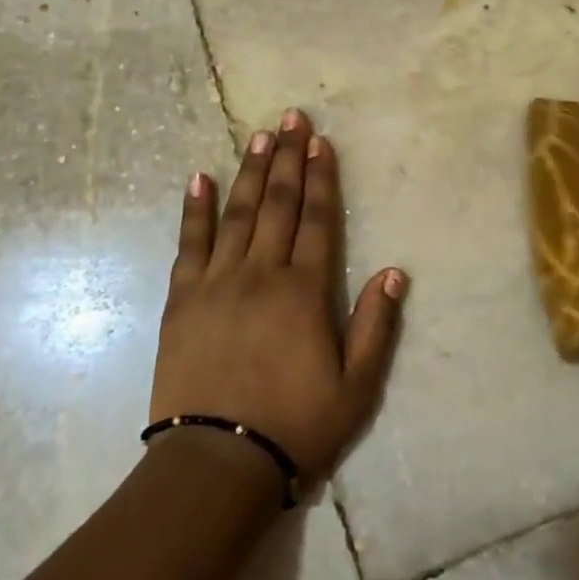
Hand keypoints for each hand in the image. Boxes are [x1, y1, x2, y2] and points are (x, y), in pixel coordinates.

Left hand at [150, 108, 406, 485]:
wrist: (217, 462)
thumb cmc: (295, 426)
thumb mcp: (356, 387)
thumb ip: (375, 325)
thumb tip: (395, 271)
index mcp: (304, 292)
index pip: (316, 219)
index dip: (321, 177)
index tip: (321, 142)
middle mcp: (261, 273)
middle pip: (277, 204)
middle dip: (287, 157)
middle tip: (291, 117)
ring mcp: (217, 282)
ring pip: (237, 213)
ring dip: (249, 171)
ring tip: (258, 135)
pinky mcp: (183, 298)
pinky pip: (190, 243)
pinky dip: (195, 209)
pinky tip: (199, 179)